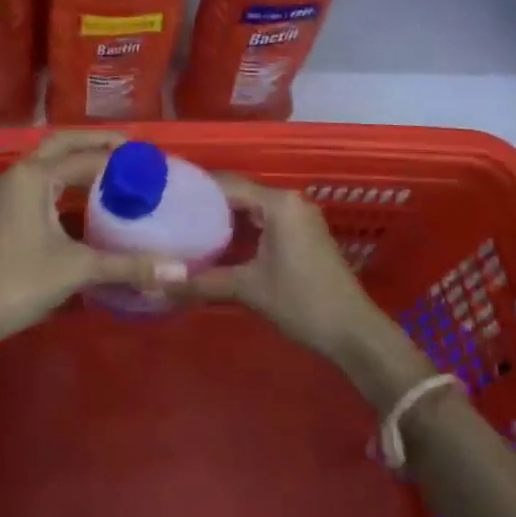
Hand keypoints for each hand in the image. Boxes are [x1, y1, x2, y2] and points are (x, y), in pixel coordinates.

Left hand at [0, 131, 187, 354]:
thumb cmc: (17, 283)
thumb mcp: (77, 270)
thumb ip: (128, 266)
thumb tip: (180, 272)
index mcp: (34, 175)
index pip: (87, 157)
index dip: (121, 159)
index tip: (153, 162)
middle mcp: (20, 174)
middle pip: (63, 144)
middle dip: (96, 143)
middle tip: (132, 151)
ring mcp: (8, 192)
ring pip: (48, 162)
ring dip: (78, 160)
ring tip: (114, 170)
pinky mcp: (5, 212)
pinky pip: (41, 181)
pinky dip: (65, 180)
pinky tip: (85, 200)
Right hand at [185, 176, 432, 408]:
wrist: (354, 332)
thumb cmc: (302, 302)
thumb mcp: (249, 289)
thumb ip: (204, 282)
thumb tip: (161, 284)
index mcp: (278, 203)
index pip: (227, 184)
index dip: (196, 190)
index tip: (166, 198)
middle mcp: (289, 201)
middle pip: (239, 193)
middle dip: (207, 204)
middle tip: (173, 215)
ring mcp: (300, 217)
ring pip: (252, 208)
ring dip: (224, 218)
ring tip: (188, 228)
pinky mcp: (304, 234)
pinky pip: (265, 220)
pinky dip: (243, 229)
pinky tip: (220, 244)